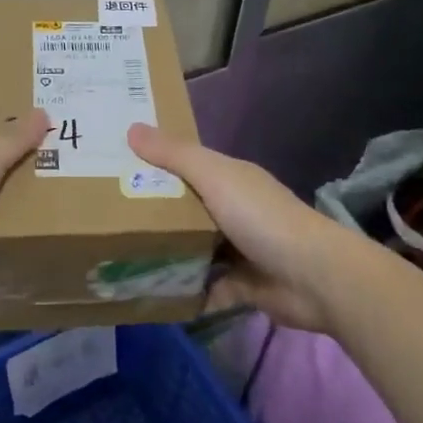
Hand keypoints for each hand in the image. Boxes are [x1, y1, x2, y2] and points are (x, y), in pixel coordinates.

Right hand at [127, 123, 351, 330]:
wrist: (314, 277)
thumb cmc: (260, 217)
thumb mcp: (214, 177)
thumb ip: (174, 155)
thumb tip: (131, 128)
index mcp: (229, 179)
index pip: (186, 166)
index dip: (155, 165)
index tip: (116, 168)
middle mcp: (234, 210)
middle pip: (187, 209)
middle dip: (155, 214)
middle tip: (108, 218)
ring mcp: (240, 250)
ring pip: (195, 250)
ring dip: (168, 255)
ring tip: (122, 259)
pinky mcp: (243, 286)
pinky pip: (206, 288)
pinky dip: (186, 292)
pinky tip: (154, 295)